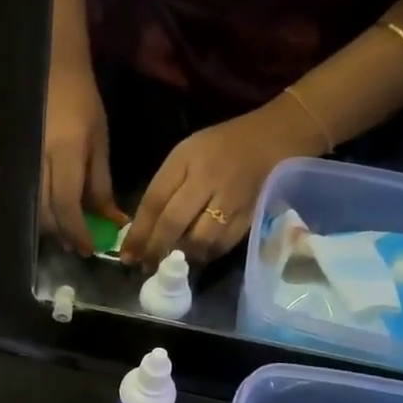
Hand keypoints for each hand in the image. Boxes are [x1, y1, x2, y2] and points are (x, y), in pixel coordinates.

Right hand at [41, 64, 122, 254]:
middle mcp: (38, 160)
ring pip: (32, 209)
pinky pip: (25, 197)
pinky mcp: (15, 164)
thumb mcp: (99, 142)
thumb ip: (101, 184)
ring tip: (69, 230)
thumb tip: (111, 221)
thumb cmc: (81, 103)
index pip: (67, 204)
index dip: (78, 232)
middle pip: (44, 213)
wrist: (51, 72)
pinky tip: (53, 213)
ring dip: (51, 226)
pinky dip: (40, 211)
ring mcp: (22, 162)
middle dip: (63, 233)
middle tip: (81, 243)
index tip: (90, 250)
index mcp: (64, 152)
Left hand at [123, 94, 322, 265]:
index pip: (155, 201)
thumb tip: (143, 229)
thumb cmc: (222, 145)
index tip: (126, 254)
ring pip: (199, 239)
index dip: (138, 232)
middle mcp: (209, 179)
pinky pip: (223, 245)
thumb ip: (165, 187)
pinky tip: (195, 257)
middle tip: (143, 266)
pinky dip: (205, 255)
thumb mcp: (186, 154)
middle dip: (155, 250)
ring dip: (180, 256)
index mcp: (187, 159)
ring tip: (168, 264)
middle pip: (174, 223)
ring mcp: (232, 199)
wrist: (276, 136)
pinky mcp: (251, 215)